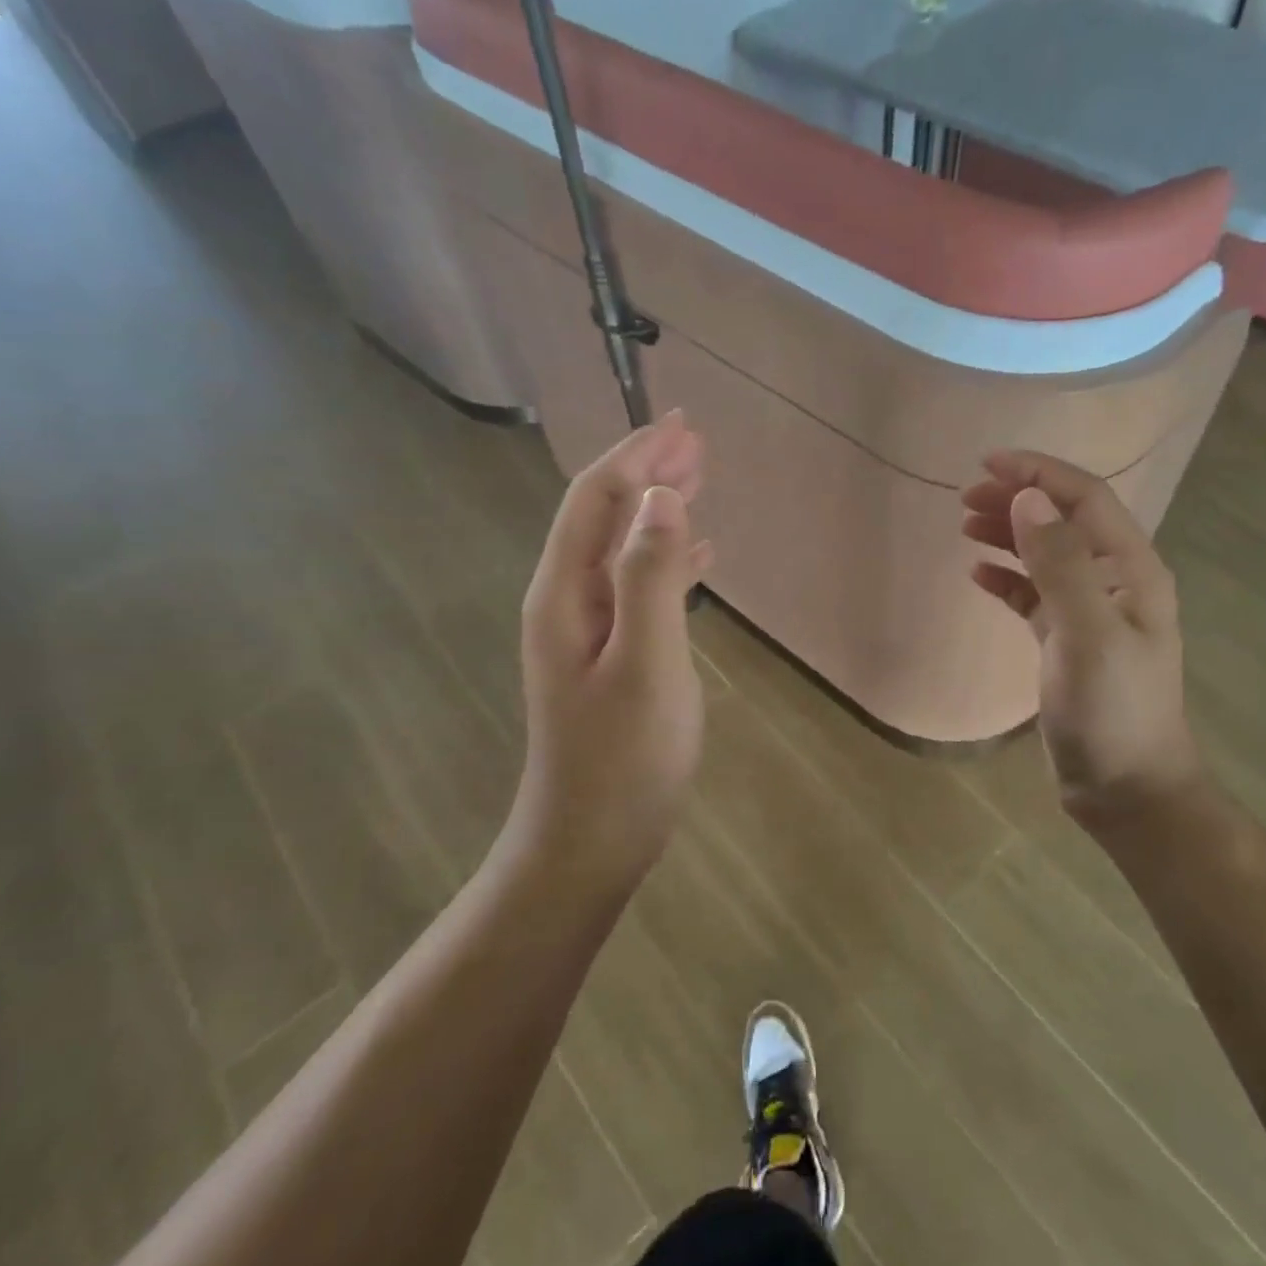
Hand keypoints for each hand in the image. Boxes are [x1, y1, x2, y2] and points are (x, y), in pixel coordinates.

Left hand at [507, 412, 713, 889]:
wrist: (590, 840)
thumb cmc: (622, 757)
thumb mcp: (646, 663)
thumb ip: (650, 577)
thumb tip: (660, 496)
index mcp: (567, 594)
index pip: (597, 500)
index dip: (637, 456)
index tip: (682, 424)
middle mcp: (569, 601)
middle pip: (605, 516)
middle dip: (647, 473)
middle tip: (697, 443)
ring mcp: (588, 631)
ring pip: (623, 549)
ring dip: (658, 510)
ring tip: (698, 481)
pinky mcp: (612, 656)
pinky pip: (639, 587)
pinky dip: (667, 560)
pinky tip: (698, 556)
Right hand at [962, 451, 1205, 833]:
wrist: (1126, 788)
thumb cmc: (1113, 711)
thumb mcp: (1087, 635)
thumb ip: (1060, 564)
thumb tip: (1026, 499)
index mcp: (1131, 570)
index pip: (1085, 499)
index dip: (1039, 473)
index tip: (987, 463)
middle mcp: (1114, 582)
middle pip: (1063, 522)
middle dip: (1017, 500)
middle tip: (964, 498)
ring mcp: (1091, 613)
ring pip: (1045, 555)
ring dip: (1008, 535)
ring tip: (964, 525)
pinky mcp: (1067, 642)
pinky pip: (1034, 595)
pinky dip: (1007, 579)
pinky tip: (977, 574)